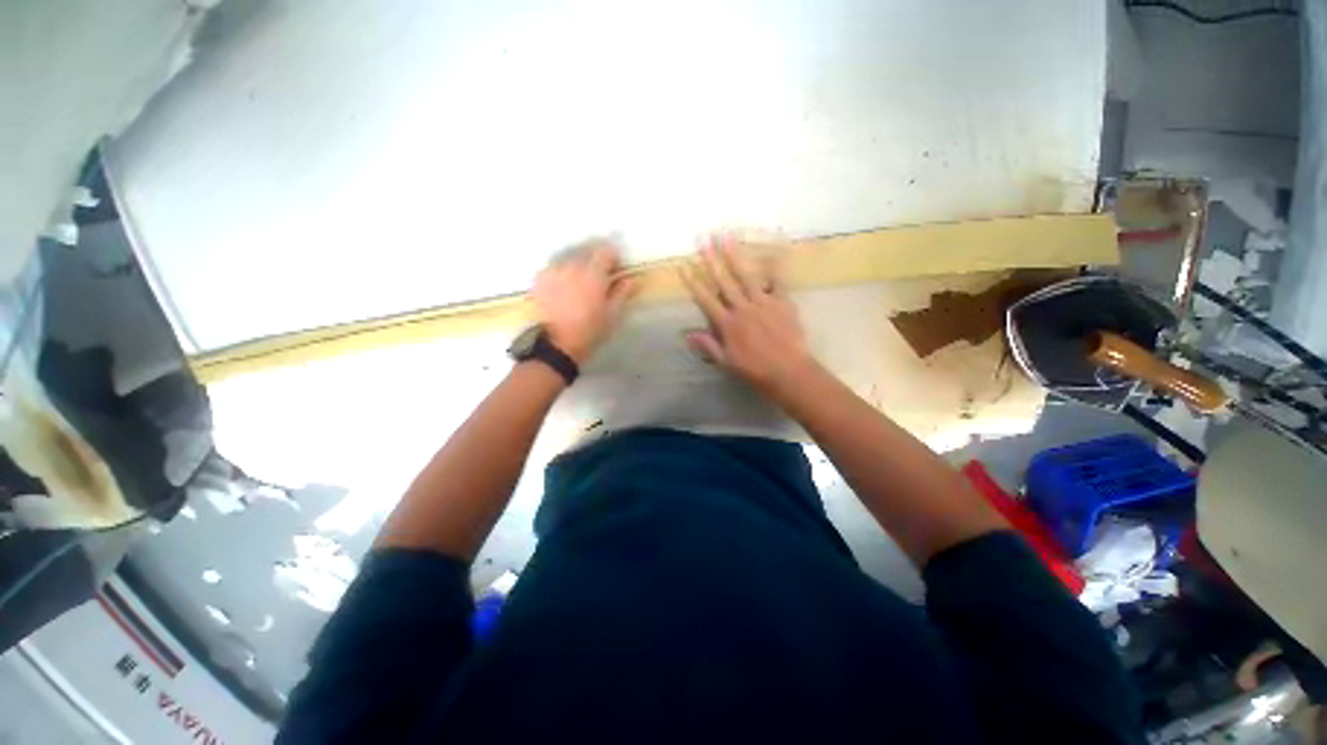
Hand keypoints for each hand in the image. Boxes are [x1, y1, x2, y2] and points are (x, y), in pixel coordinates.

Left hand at [532, 239, 635, 363]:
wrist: (557, 345)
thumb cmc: (590, 330)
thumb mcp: (613, 314)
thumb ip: (622, 293)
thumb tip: (630, 279)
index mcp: (594, 273)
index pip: (606, 251)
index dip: (614, 259)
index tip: (616, 270)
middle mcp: (573, 265)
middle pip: (587, 251)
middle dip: (595, 261)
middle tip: (599, 278)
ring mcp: (553, 270)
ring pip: (569, 258)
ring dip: (577, 265)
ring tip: (580, 282)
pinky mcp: (540, 279)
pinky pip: (554, 267)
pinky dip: (561, 272)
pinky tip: (563, 287)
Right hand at [679, 235, 818, 401]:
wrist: (789, 372)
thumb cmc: (755, 371)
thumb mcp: (727, 362)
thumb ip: (709, 345)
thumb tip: (687, 334)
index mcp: (727, 324)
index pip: (706, 299)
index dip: (693, 282)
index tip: (684, 266)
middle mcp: (742, 308)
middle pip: (724, 281)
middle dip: (711, 260)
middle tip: (704, 240)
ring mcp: (763, 303)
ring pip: (746, 275)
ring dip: (736, 255)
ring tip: (728, 237)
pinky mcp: (783, 302)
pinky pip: (778, 281)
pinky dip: (776, 266)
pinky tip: (773, 250)